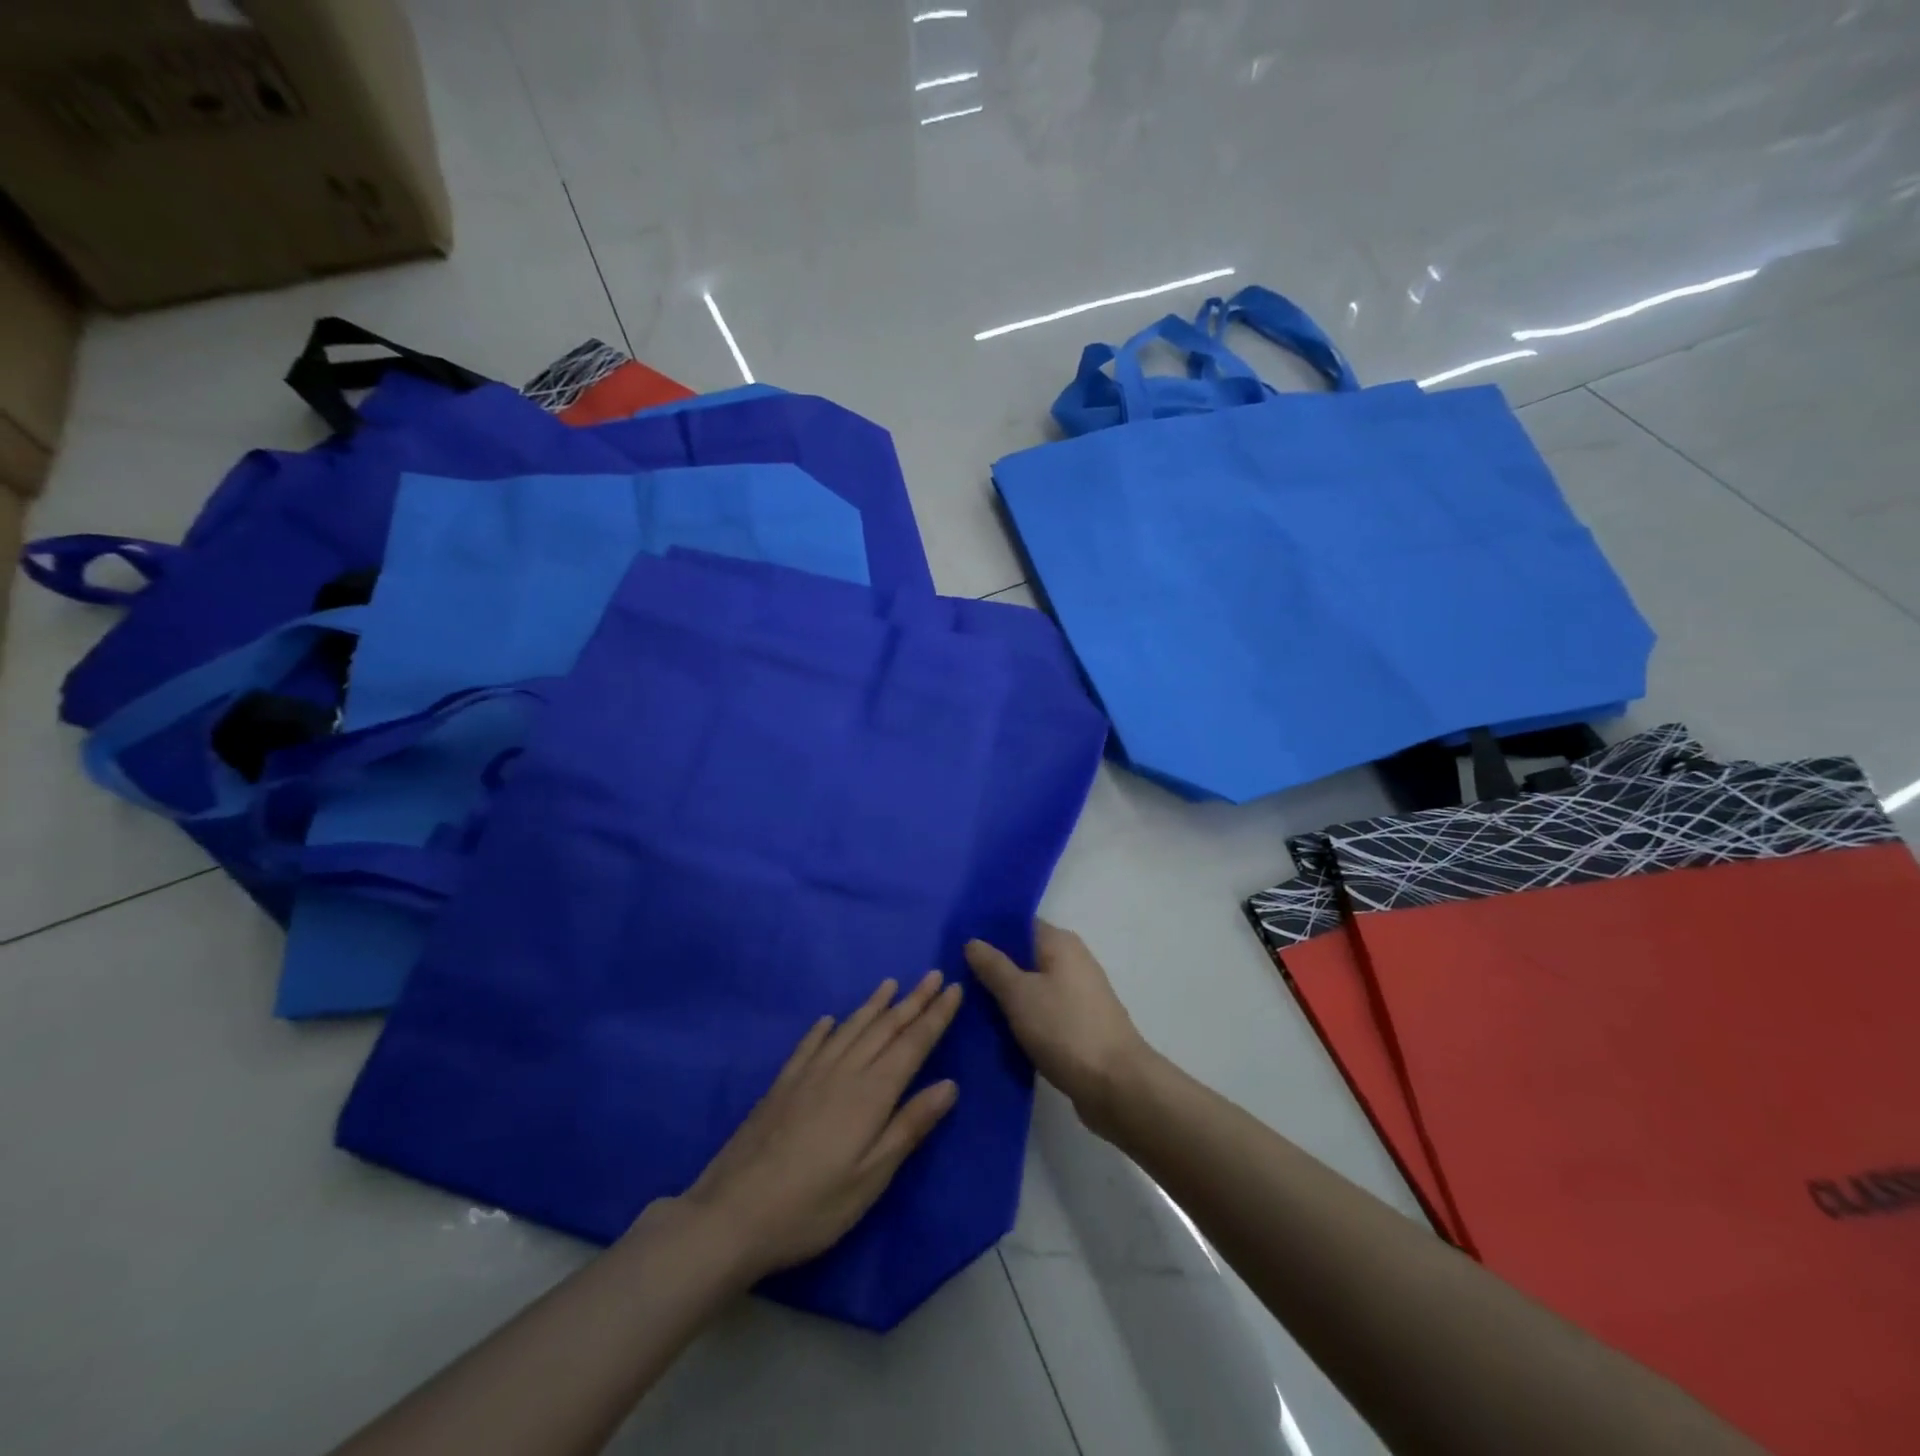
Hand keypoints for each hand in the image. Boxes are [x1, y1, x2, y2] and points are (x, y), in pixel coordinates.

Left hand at [671, 972, 962, 1282]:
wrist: (732, 1214)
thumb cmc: (812, 1206)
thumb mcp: (871, 1178)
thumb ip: (909, 1126)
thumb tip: (949, 1084)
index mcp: (871, 1094)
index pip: (912, 1044)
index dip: (935, 1016)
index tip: (954, 989)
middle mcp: (843, 1071)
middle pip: (885, 1028)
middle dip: (913, 1001)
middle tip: (934, 975)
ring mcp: (809, 1074)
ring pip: (850, 1028)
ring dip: (874, 1005)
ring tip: (891, 984)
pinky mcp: (782, 1085)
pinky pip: (809, 1045)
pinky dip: (824, 1028)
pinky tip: (828, 1019)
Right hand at [966, 922, 1152, 1132]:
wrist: (1117, 1085)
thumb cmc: (1065, 1029)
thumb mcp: (1019, 994)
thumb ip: (993, 966)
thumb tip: (973, 941)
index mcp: (1060, 943)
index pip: (1018, 924)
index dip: (988, 932)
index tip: (955, 943)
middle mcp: (1072, 961)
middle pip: (1024, 955)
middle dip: (992, 966)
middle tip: (953, 977)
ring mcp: (1078, 994)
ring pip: (1032, 985)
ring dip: (1005, 995)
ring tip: (967, 1004)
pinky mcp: (1078, 1024)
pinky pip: (1042, 1010)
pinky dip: (1022, 1016)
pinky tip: (995, 1029)